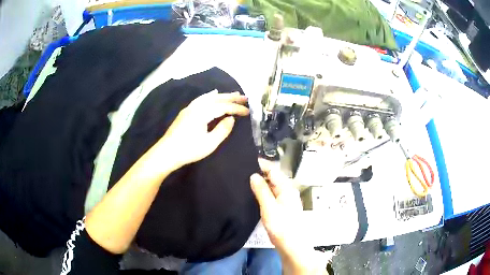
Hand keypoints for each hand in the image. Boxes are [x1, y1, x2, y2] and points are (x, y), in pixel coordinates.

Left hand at [157, 90, 248, 168]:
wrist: (167, 153)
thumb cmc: (189, 150)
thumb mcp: (209, 143)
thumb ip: (222, 130)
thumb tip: (231, 119)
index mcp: (203, 113)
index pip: (224, 107)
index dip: (237, 109)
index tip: (248, 111)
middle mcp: (196, 106)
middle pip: (217, 98)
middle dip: (231, 97)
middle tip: (245, 97)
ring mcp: (189, 108)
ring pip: (209, 97)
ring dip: (222, 95)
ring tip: (233, 94)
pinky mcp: (185, 112)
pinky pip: (201, 99)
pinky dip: (210, 96)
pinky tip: (212, 94)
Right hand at [250, 159, 325, 274]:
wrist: (292, 246)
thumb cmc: (281, 226)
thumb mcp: (269, 208)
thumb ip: (261, 191)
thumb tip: (253, 175)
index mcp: (286, 188)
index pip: (273, 170)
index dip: (261, 165)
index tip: (246, 161)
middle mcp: (288, 191)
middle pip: (273, 177)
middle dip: (259, 174)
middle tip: (242, 173)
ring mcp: (286, 200)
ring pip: (272, 187)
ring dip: (261, 183)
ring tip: (245, 182)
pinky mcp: (283, 208)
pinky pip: (272, 195)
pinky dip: (263, 193)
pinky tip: (254, 195)